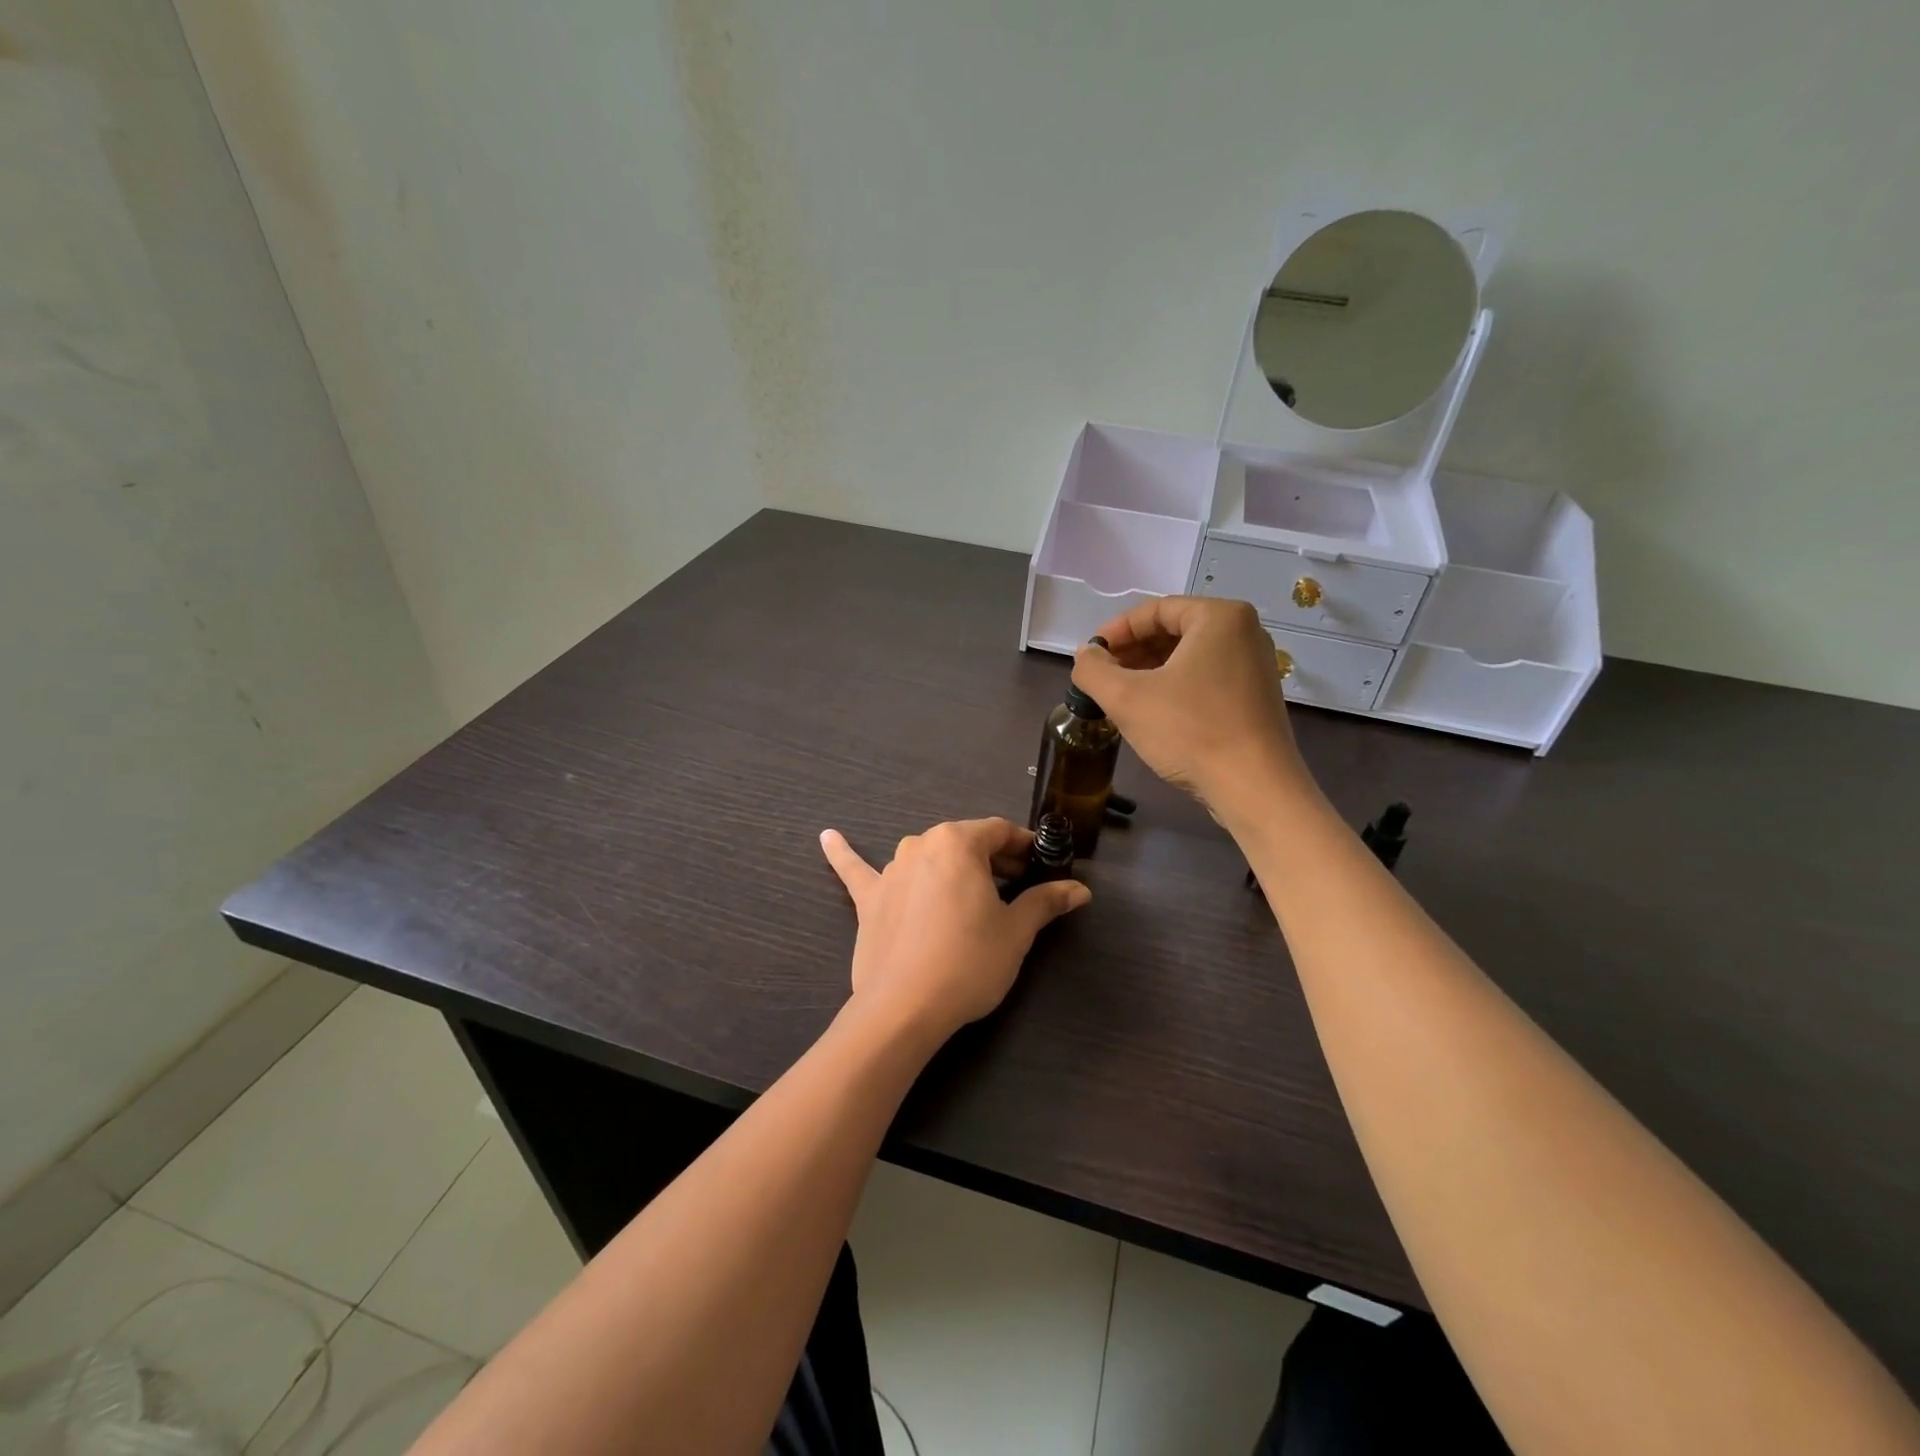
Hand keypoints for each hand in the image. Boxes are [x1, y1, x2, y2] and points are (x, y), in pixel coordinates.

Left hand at [819, 818, 1090, 1042]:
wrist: (905, 1008)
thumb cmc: (969, 961)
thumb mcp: (1016, 931)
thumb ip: (1045, 901)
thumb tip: (1081, 889)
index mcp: (958, 842)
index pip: (1000, 831)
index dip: (1025, 847)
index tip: (1041, 866)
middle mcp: (920, 844)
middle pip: (965, 843)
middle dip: (993, 860)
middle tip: (1017, 888)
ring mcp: (890, 870)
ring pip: (928, 859)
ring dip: (950, 868)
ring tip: (969, 891)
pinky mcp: (868, 900)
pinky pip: (857, 871)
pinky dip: (844, 853)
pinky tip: (827, 837)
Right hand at [1071, 597, 1315, 814]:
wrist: (1253, 788)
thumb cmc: (1190, 731)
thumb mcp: (1126, 698)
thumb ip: (1093, 670)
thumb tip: (1085, 655)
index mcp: (1219, 617)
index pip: (1155, 610)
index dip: (1115, 631)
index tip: (1090, 655)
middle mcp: (1244, 632)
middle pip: (1174, 630)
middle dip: (1132, 652)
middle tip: (1102, 676)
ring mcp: (1255, 665)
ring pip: (1189, 656)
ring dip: (1150, 671)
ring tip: (1119, 696)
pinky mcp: (1255, 697)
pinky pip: (1206, 678)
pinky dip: (1174, 686)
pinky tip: (1151, 712)